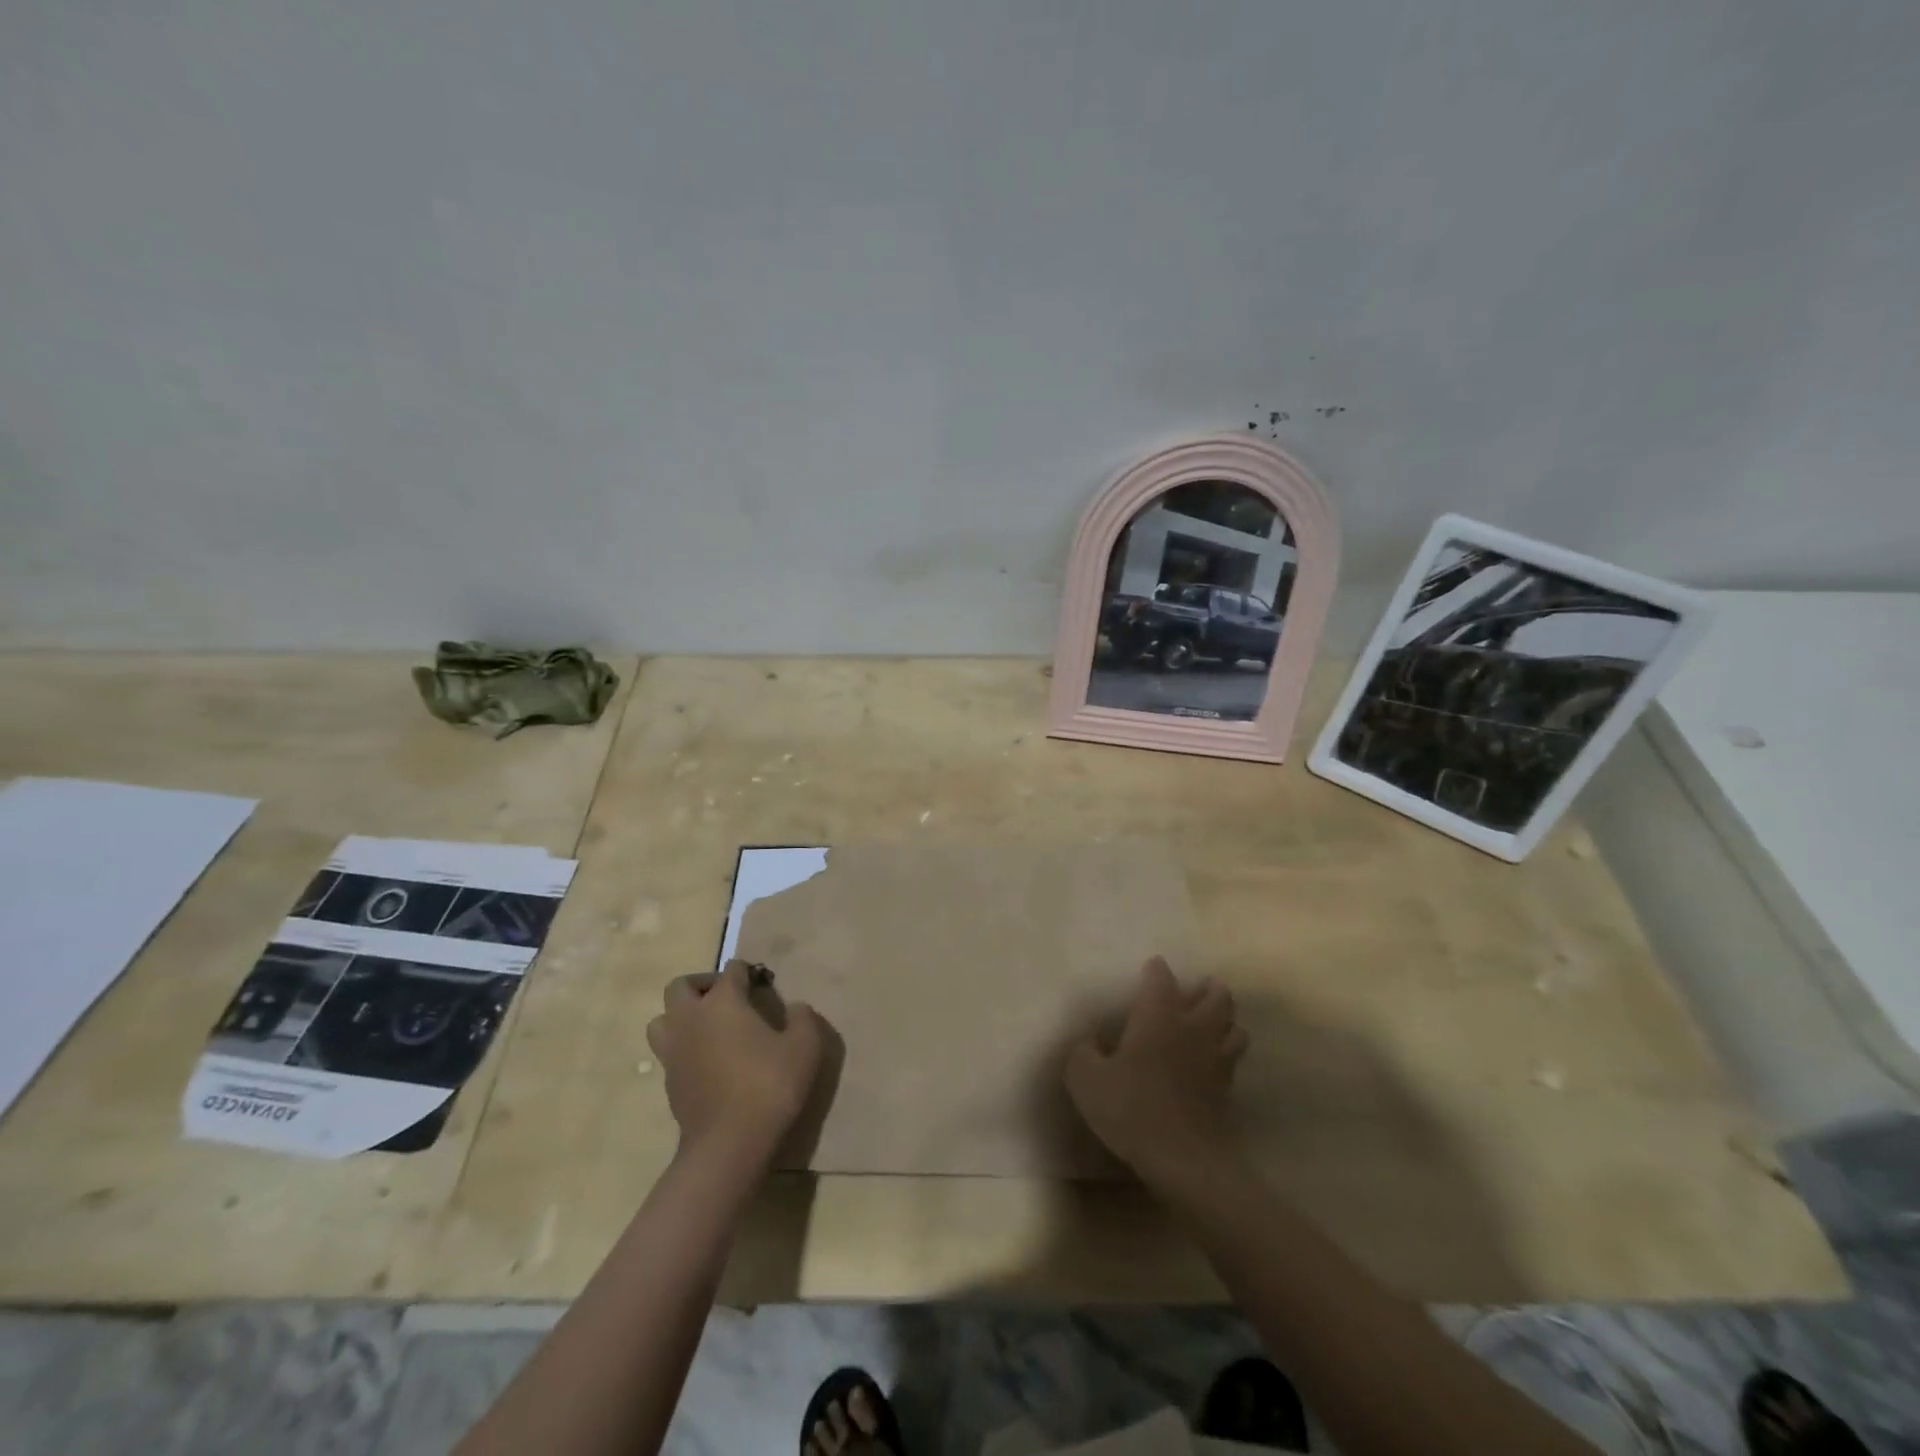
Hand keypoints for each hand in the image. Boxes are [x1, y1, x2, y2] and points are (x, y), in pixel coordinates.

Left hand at [647, 960, 824, 1169]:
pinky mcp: (668, 1081)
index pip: (731, 970)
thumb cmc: (770, 1085)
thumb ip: (802, 1018)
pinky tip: (707, 1061)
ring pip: (662, 1019)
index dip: (747, 972)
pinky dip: (683, 1047)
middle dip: (703, 985)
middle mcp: (691, 1018)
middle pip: (681, 986)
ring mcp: (674, 1051)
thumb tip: (795, 1007)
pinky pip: (668, 1051)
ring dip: (681, 1016)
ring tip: (708, 1028)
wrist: (729, 1144)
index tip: (762, 984)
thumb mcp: (805, 1046)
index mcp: (723, 1002)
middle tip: (727, 999)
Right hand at [1065, 957, 1247, 1188]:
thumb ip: (1082, 1051)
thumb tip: (1089, 1041)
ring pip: (1234, 1026)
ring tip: (1214, 1021)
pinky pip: (1233, 1059)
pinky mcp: (1227, 1089)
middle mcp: (1192, 1027)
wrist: (1182, 1158)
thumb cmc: (1130, 1106)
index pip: (1161, 978)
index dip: (1156, 970)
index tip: (1152, 967)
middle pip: (1216, 996)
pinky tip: (1214, 1060)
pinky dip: (1227, 1051)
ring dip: (1226, 1019)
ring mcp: (1215, 1058)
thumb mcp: (1085, 1077)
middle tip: (1200, 988)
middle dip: (1209, 988)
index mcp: (1158, 1015)